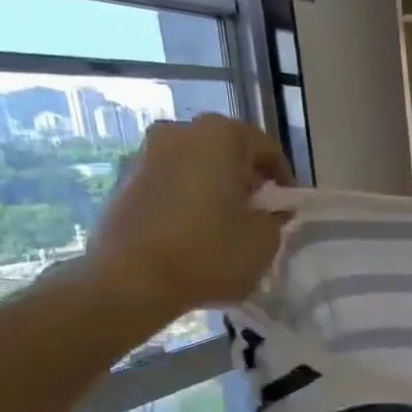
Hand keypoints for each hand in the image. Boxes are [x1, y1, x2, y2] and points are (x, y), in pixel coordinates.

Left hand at [79, 114, 292, 326]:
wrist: (131, 280)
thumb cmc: (209, 253)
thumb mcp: (264, 241)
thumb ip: (275, 218)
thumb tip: (269, 212)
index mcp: (220, 135)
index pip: (266, 149)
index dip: (283, 180)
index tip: (288, 208)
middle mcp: (179, 131)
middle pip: (226, 151)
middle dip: (245, 179)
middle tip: (258, 213)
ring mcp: (145, 153)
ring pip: (195, 166)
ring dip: (213, 188)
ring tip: (225, 225)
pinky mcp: (123, 181)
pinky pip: (169, 184)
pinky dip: (186, 200)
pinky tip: (194, 232)